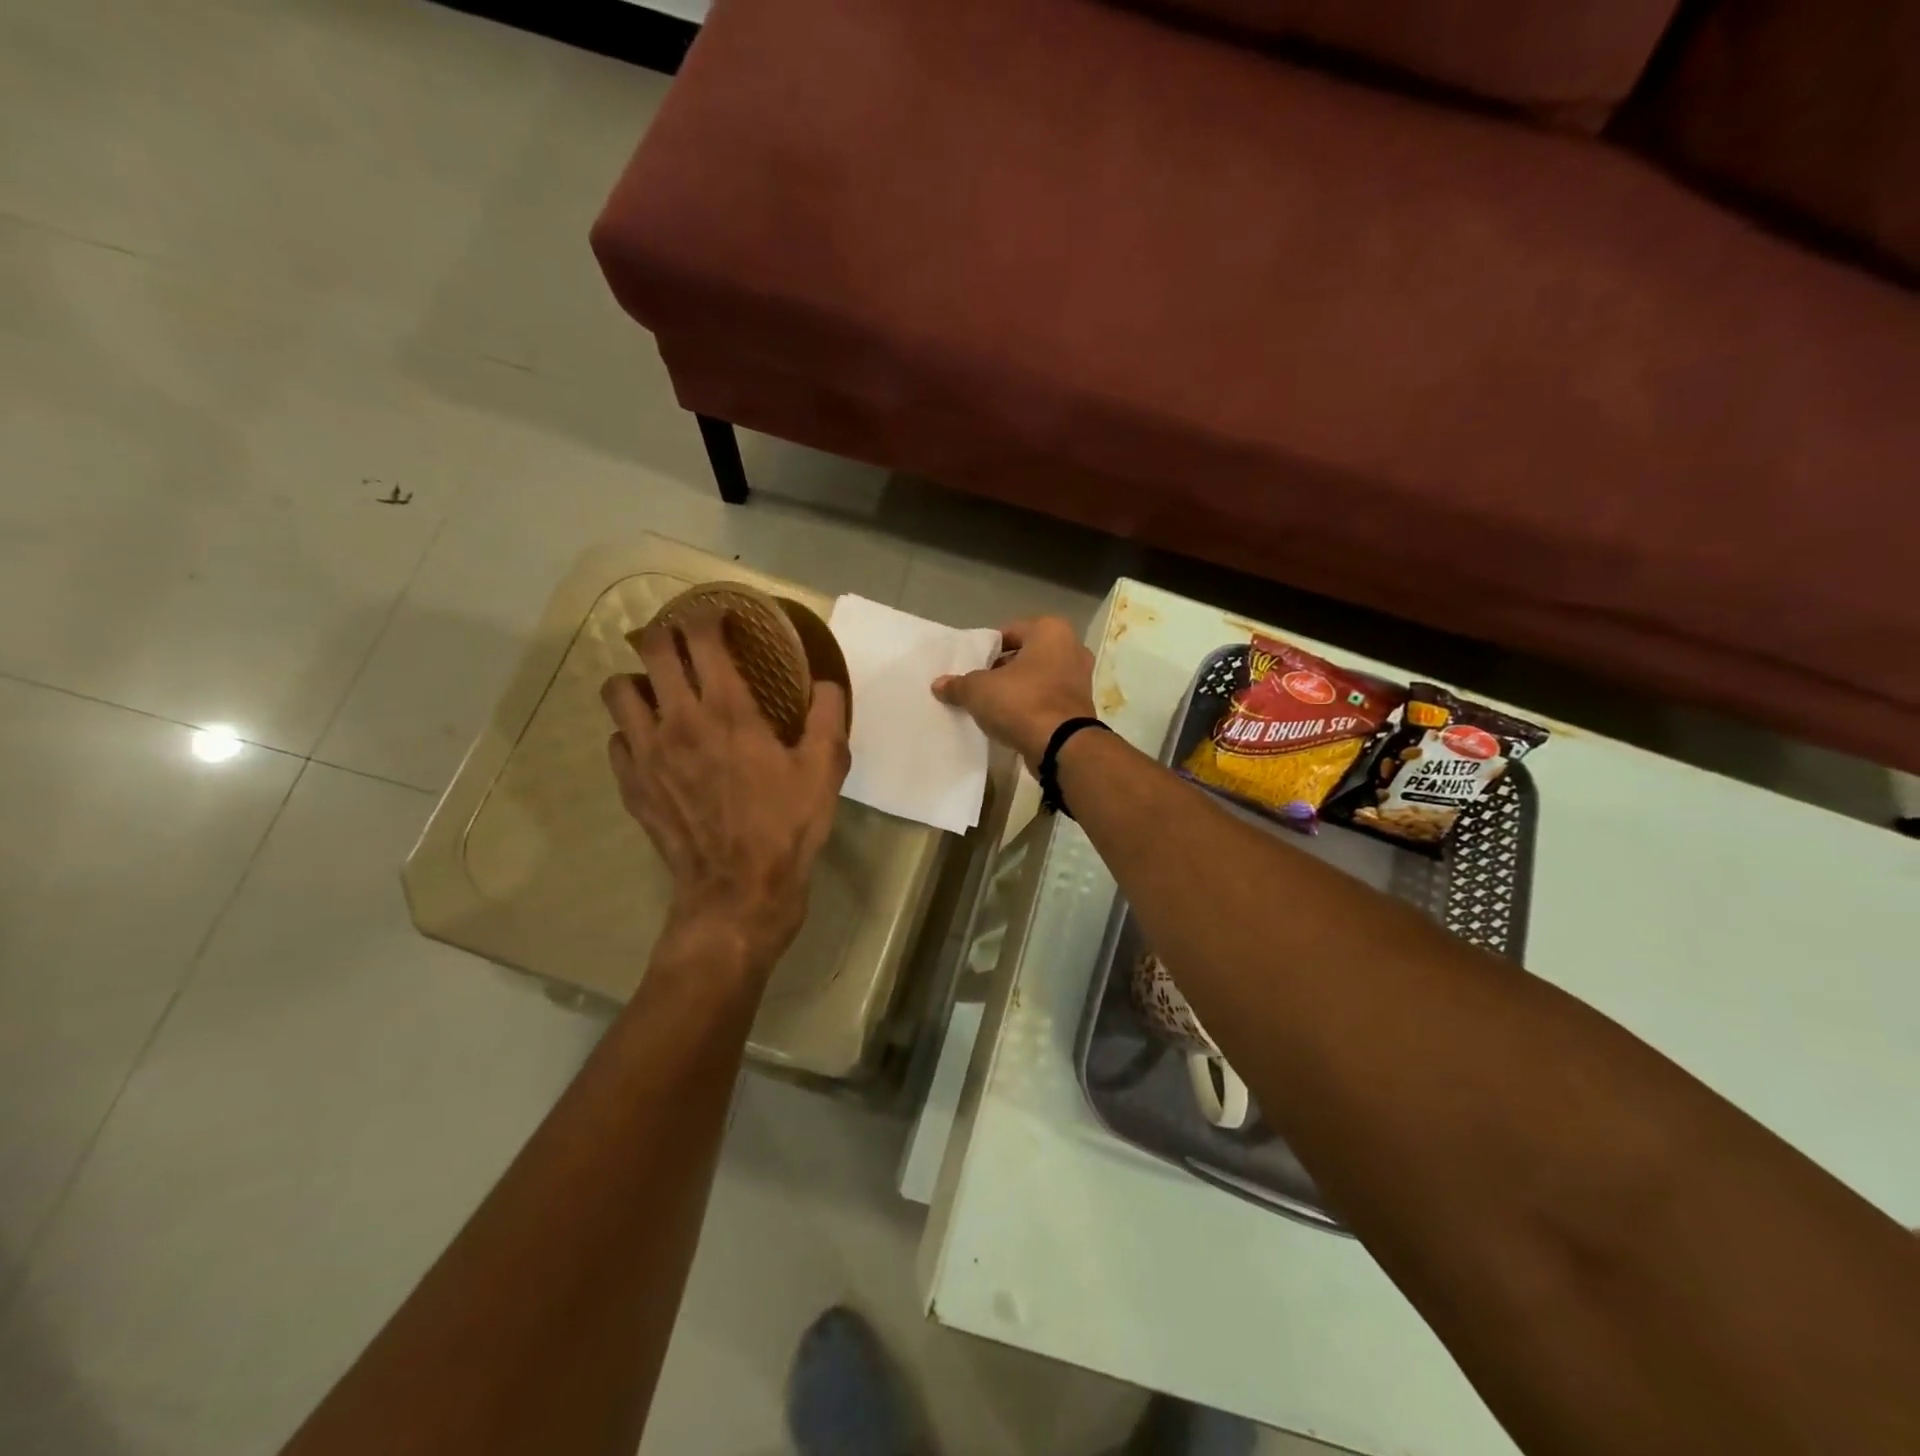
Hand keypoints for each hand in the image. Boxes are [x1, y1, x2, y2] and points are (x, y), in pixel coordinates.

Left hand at [601, 609, 850, 974]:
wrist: (739, 890)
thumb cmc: (787, 825)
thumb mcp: (826, 769)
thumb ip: (828, 716)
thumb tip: (826, 682)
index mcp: (728, 710)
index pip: (701, 639)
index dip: (707, 617)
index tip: (720, 617)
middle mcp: (678, 720)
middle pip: (650, 650)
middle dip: (666, 633)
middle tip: (686, 642)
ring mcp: (646, 753)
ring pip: (619, 690)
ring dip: (640, 681)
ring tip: (663, 692)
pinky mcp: (632, 784)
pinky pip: (618, 739)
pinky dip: (634, 731)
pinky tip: (657, 745)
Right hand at [931, 616, 1097, 768]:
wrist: (1062, 747)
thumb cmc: (1022, 702)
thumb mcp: (978, 690)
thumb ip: (958, 684)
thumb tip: (938, 685)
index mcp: (1050, 631)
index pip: (1008, 632)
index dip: (985, 650)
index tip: (970, 667)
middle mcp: (1072, 648)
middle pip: (1025, 655)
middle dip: (1002, 669)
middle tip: (978, 686)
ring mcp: (1081, 678)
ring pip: (1038, 678)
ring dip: (1017, 689)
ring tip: (992, 704)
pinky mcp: (1080, 706)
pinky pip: (1048, 699)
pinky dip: (1032, 705)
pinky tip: (1011, 720)